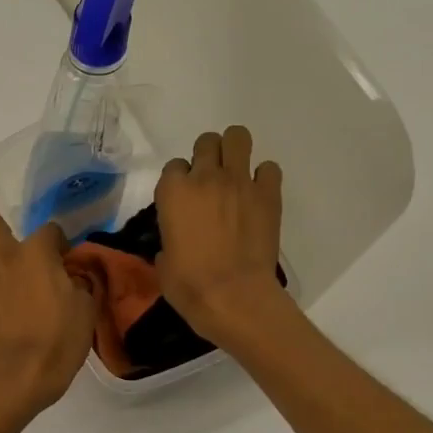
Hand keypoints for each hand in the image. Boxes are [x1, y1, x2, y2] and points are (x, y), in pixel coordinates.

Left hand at [0, 199, 94, 416]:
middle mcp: (1, 252)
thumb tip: (69, 275)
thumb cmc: (60, 340)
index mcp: (37, 252)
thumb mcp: (85, 306)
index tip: (60, 257)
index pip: (49, 228)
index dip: (57, 241)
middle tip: (1, 236)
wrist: (22, 372)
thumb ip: (76, 281)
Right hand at [154, 126, 288, 344]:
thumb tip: (177, 242)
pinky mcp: (268, 194)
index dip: (180, 181)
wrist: (232, 295)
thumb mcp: (163, 259)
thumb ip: (169, 238)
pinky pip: (269, 168)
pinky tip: (258, 195)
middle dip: (208, 155)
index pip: (174, 166)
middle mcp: (204, 177)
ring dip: (235, 150)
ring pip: (238, 137)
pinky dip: (264, 177)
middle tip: (211, 181)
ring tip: (235, 173)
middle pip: (206, 142)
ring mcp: (239, 182)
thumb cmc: (188, 284)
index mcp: (173, 191)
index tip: (184, 198)